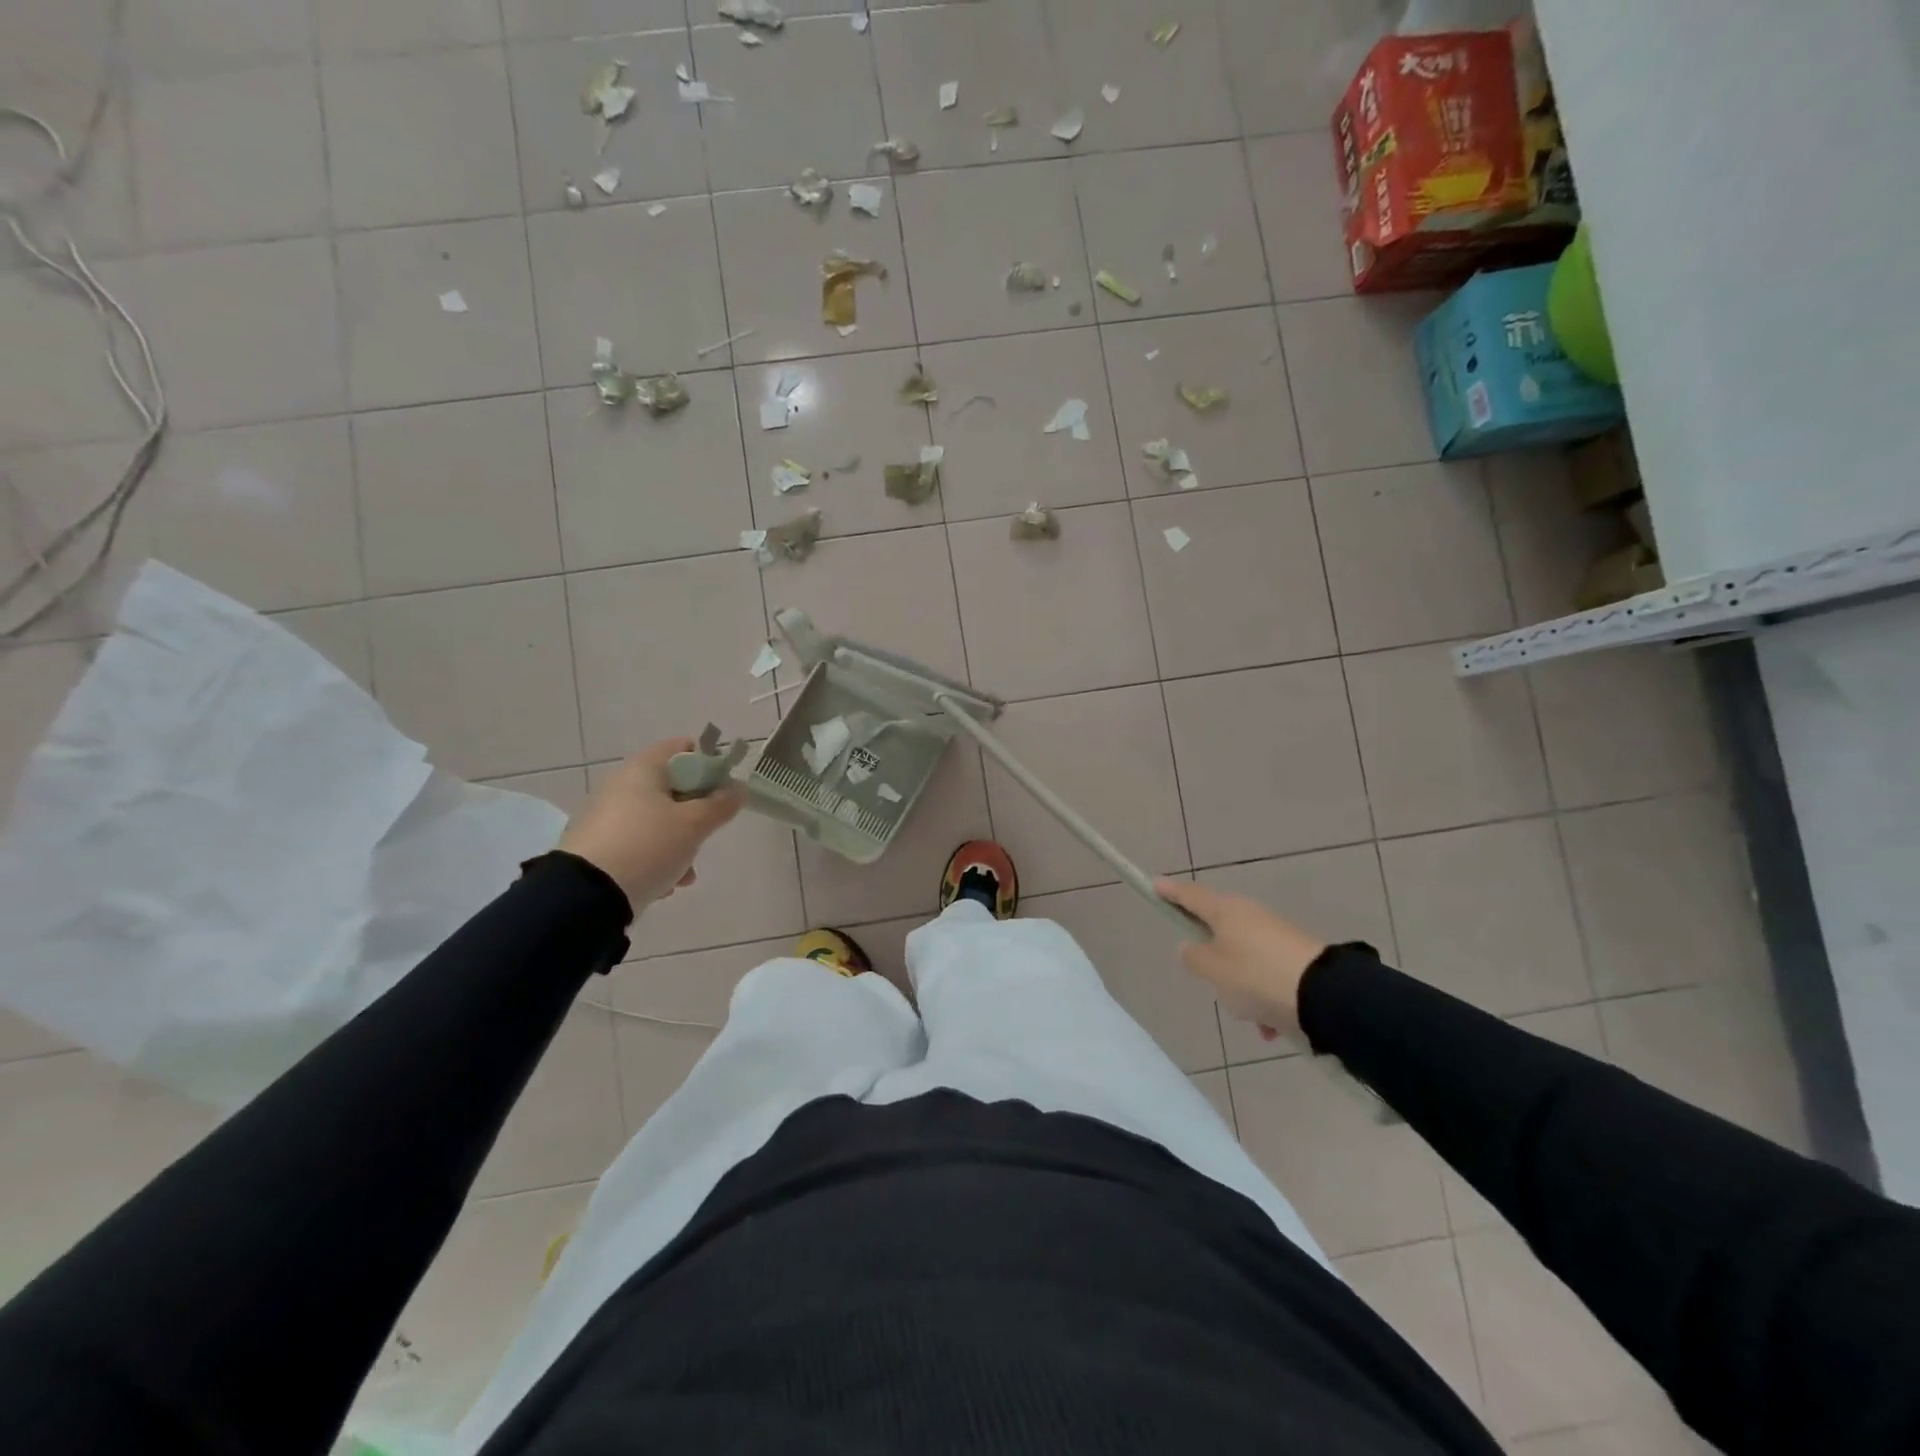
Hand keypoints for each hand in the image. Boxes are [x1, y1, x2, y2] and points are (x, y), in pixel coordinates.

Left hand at [559, 739, 743, 912]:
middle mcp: (621, 785)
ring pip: (657, 820)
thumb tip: (738, 788)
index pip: (683, 748)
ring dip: (679, 842)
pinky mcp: (598, 846)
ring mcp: (606, 816)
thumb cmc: (648, 846)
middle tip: (707, 833)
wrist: (586, 896)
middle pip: (673, 788)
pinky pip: (638, 843)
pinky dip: (656, 859)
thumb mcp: (694, 825)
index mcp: (643, 768)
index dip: (709, 764)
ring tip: (686, 872)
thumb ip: (721, 804)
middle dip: (696, 813)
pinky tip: (664, 884)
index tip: (723, 791)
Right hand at [1154, 879, 1327, 1041]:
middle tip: (1211, 981)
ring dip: (1240, 988)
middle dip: (1213, 961)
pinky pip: (1266, 978)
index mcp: (1225, 910)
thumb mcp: (1212, 969)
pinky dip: (1263, 999)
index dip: (1170, 891)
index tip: (1154, 884)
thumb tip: (1192, 947)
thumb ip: (1193, 957)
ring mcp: (1275, 935)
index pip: (1189, 895)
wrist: (1326, 995)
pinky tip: (1270, 1026)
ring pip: (1242, 961)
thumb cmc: (1256, 976)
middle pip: (1217, 931)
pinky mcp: (1296, 957)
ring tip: (1250, 1016)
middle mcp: (1250, 915)